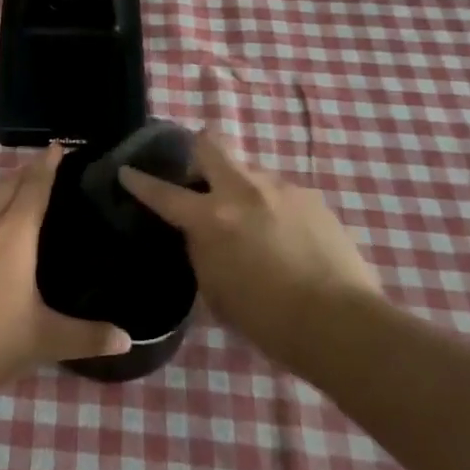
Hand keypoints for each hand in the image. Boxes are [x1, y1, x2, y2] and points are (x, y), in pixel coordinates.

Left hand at [0, 144, 131, 394]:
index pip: (35, 188)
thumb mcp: (46, 339)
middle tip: (36, 167)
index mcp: (15, 234)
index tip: (55, 147)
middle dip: (22, 174)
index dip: (46, 166)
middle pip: (5, 187)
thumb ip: (88, 336)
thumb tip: (127, 340)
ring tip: (6, 205)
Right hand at [119, 132, 378, 356]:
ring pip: (250, 171)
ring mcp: (282, 189)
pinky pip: (282, 193)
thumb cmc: (269, 321)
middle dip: (197, 151)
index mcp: (211, 218)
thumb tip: (202, 236)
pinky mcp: (313, 198)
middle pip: (210, 144)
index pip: (163, 193)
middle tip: (198, 175)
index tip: (127, 170)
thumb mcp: (216, 292)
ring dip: (242, 188)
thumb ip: (202, 253)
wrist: (342, 325)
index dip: (140, 181)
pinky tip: (287, 237)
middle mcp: (242, 191)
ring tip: (253, 221)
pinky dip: (274, 207)